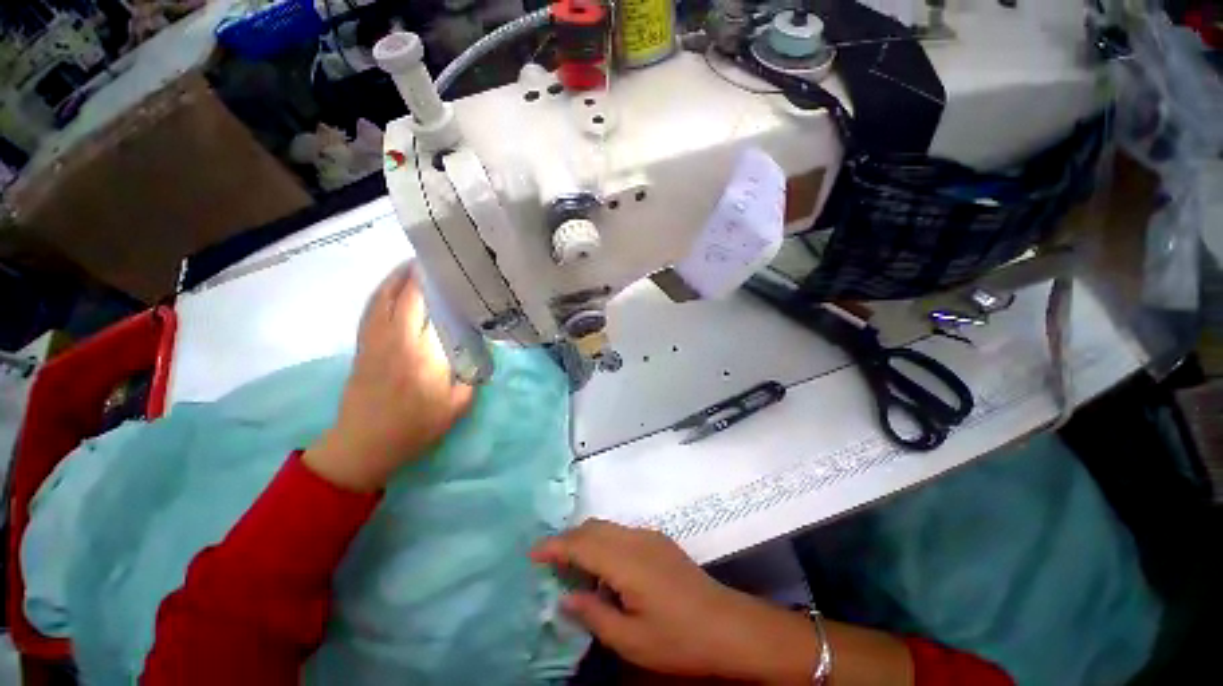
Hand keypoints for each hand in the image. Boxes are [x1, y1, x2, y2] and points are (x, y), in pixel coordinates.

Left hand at [304, 263, 473, 490]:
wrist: (364, 445)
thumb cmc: (414, 428)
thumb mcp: (456, 406)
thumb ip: (471, 375)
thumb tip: (479, 349)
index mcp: (419, 353)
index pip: (427, 308)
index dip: (435, 286)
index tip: (450, 271)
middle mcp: (394, 340)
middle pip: (402, 296)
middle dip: (416, 275)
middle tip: (435, 261)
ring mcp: (373, 341)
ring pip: (382, 299)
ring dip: (395, 279)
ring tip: (412, 266)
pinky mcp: (362, 347)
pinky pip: (370, 311)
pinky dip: (381, 294)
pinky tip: (391, 289)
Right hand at [531, 520, 821, 684]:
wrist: (727, 625)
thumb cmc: (678, 638)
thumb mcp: (631, 640)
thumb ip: (594, 615)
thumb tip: (566, 598)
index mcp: (626, 561)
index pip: (581, 544)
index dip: (555, 546)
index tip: (532, 554)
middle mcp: (635, 539)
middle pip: (593, 528)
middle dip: (567, 539)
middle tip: (549, 562)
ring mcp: (649, 536)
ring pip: (607, 527)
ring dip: (585, 539)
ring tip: (572, 566)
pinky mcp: (659, 541)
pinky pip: (621, 533)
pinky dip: (603, 542)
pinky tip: (604, 568)